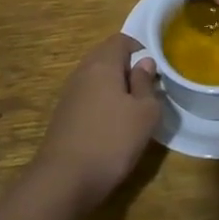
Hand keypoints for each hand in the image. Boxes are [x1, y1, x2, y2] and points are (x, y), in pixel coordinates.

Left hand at [30, 33, 161, 210]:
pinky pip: (88, 97)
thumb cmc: (112, 140)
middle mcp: (82, 72)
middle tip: (147, 91)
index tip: (155, 71)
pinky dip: (102, 103)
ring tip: (132, 110)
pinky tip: (112, 126)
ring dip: (115, 88)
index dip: (140, 49)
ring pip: (97, 78)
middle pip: (107, 57)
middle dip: (128, 69)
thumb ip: (146, 83)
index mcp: (102, 64)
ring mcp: (69, 94)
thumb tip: (144, 62)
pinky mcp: (63, 115)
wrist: (64, 179)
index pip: (121, 40)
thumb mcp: (144, 113)